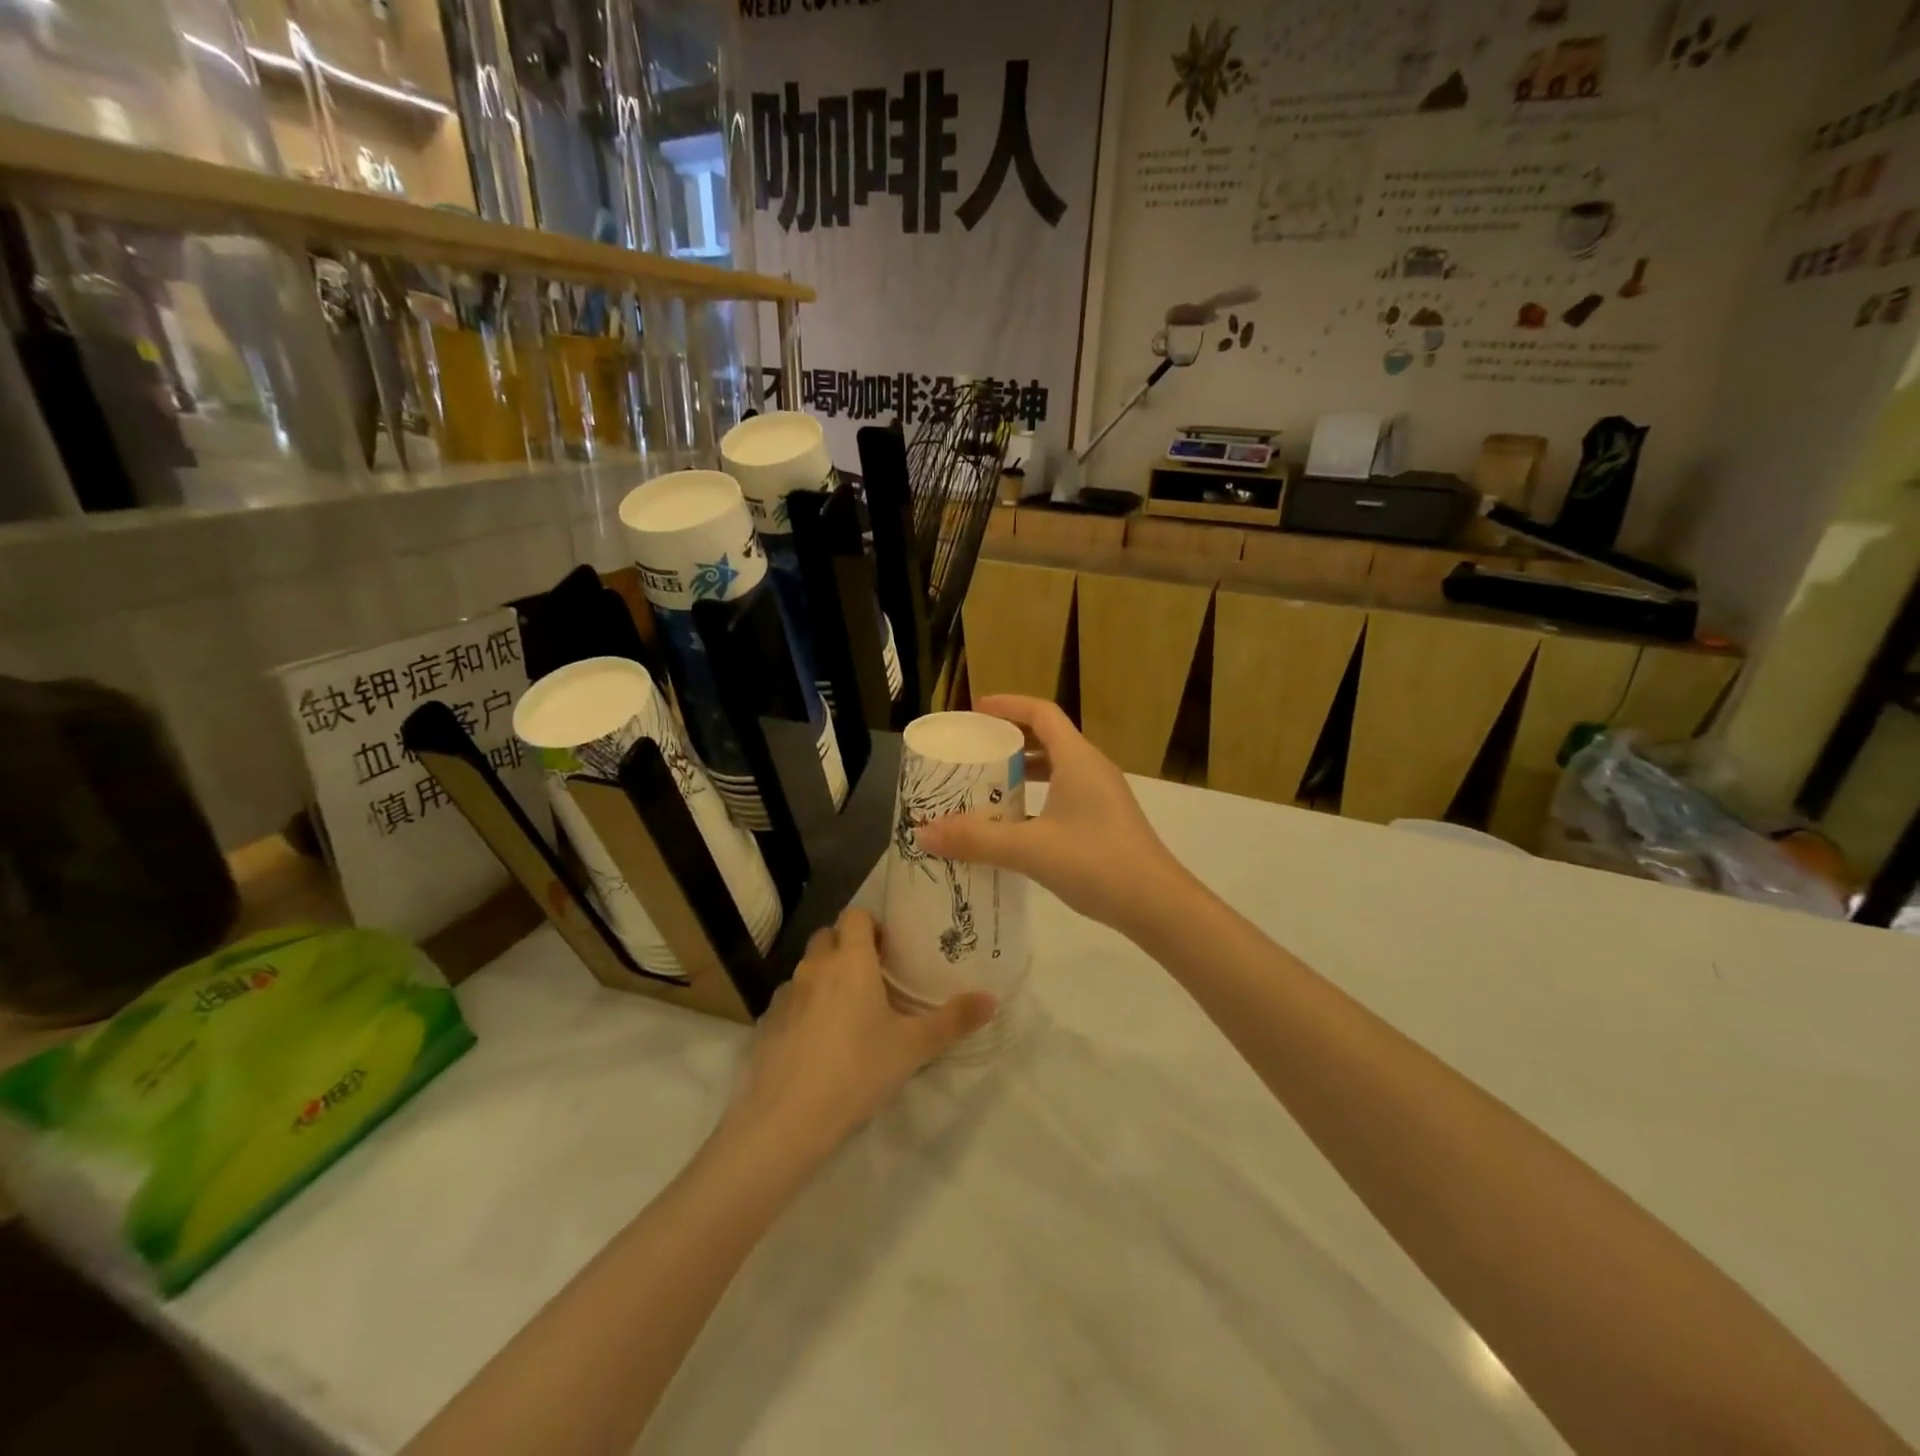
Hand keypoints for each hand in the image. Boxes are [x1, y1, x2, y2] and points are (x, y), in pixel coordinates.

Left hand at [726, 908, 995, 1159]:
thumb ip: (954, 1020)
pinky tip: (817, 1043)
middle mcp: (815, 967)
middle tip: (873, 977)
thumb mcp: (913, 1047)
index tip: (889, 949)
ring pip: (807, 969)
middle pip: (827, 936)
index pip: (855, 915)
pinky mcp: (766, 1024)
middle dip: (847, 946)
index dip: (871, 925)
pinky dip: (804, 1008)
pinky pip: (790, 1001)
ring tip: (847, 1012)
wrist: (786, 1119)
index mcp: (851, 961)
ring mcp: (785, 995)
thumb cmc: (857, 1070)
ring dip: (825, 977)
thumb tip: (992, 998)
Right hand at [914, 696, 1188, 933]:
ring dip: (1024, 772)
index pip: (1042, 713)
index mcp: (1078, 759)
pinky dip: (1037, 799)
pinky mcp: (1105, 822)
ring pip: (1057, 770)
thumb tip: (923, 833)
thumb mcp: (1029, 849)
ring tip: (988, 786)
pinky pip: (1064, 795)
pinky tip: (1015, 826)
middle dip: (1011, 739)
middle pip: (1049, 738)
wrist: (1157, 905)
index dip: (1008, 705)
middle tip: (975, 750)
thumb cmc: (1096, 862)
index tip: (976, 710)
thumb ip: (976, 839)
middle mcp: (1092, 769)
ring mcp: (1102, 796)